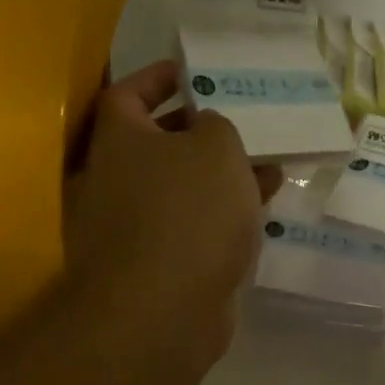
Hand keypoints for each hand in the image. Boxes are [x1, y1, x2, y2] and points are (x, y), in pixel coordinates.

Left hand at [65, 61, 279, 373]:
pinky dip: (220, 214)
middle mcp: (113, 181)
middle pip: (157, 143)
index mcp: (117, 142)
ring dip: (221, 175)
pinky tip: (259, 210)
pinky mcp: (156, 265)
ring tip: (270, 164)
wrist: (161, 312)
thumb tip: (209, 130)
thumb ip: (218, 125)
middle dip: (202, 131)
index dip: (158, 78)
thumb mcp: (216, 148)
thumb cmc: (187, 212)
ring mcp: (132, 227)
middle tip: (242, 121)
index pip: (126, 94)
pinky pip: (190, 225)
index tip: (191, 73)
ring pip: (180, 187)